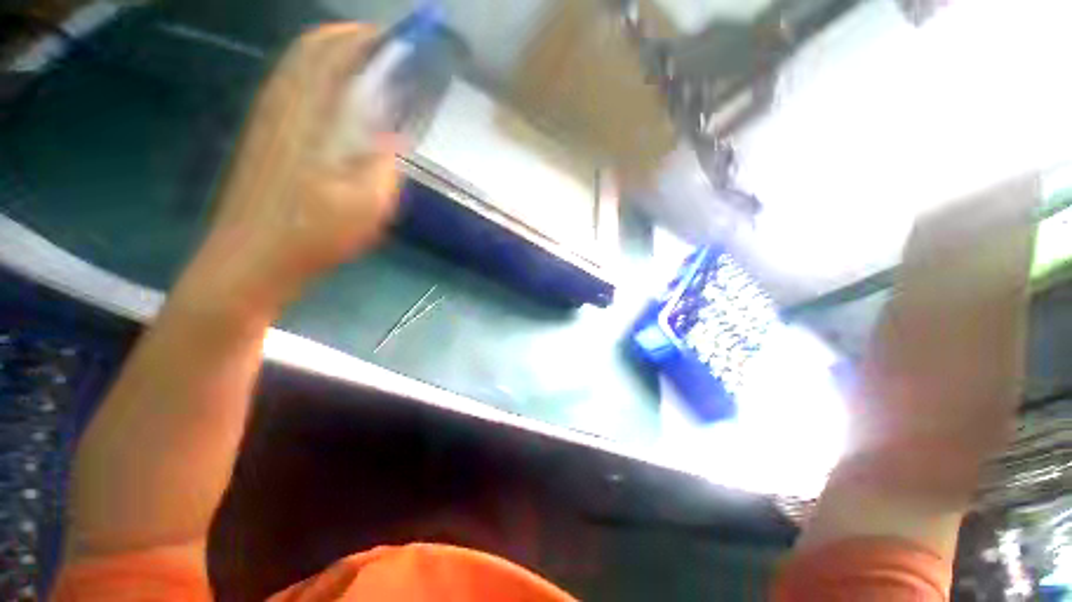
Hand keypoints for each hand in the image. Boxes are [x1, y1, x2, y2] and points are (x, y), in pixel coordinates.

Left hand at [187, 24, 399, 316]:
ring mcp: (268, 118)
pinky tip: (336, 100)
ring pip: (297, 66)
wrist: (253, 259)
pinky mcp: (264, 136)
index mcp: (308, 115)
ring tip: (366, 70)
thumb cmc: (314, 233)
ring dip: (331, 55)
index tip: (395, 41)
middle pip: (310, 49)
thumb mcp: (367, 203)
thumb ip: (384, 163)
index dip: (364, 39)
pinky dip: (316, 78)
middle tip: (384, 52)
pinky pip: (290, 88)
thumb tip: (394, 134)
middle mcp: (283, 104)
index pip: (333, 53)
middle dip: (348, 39)